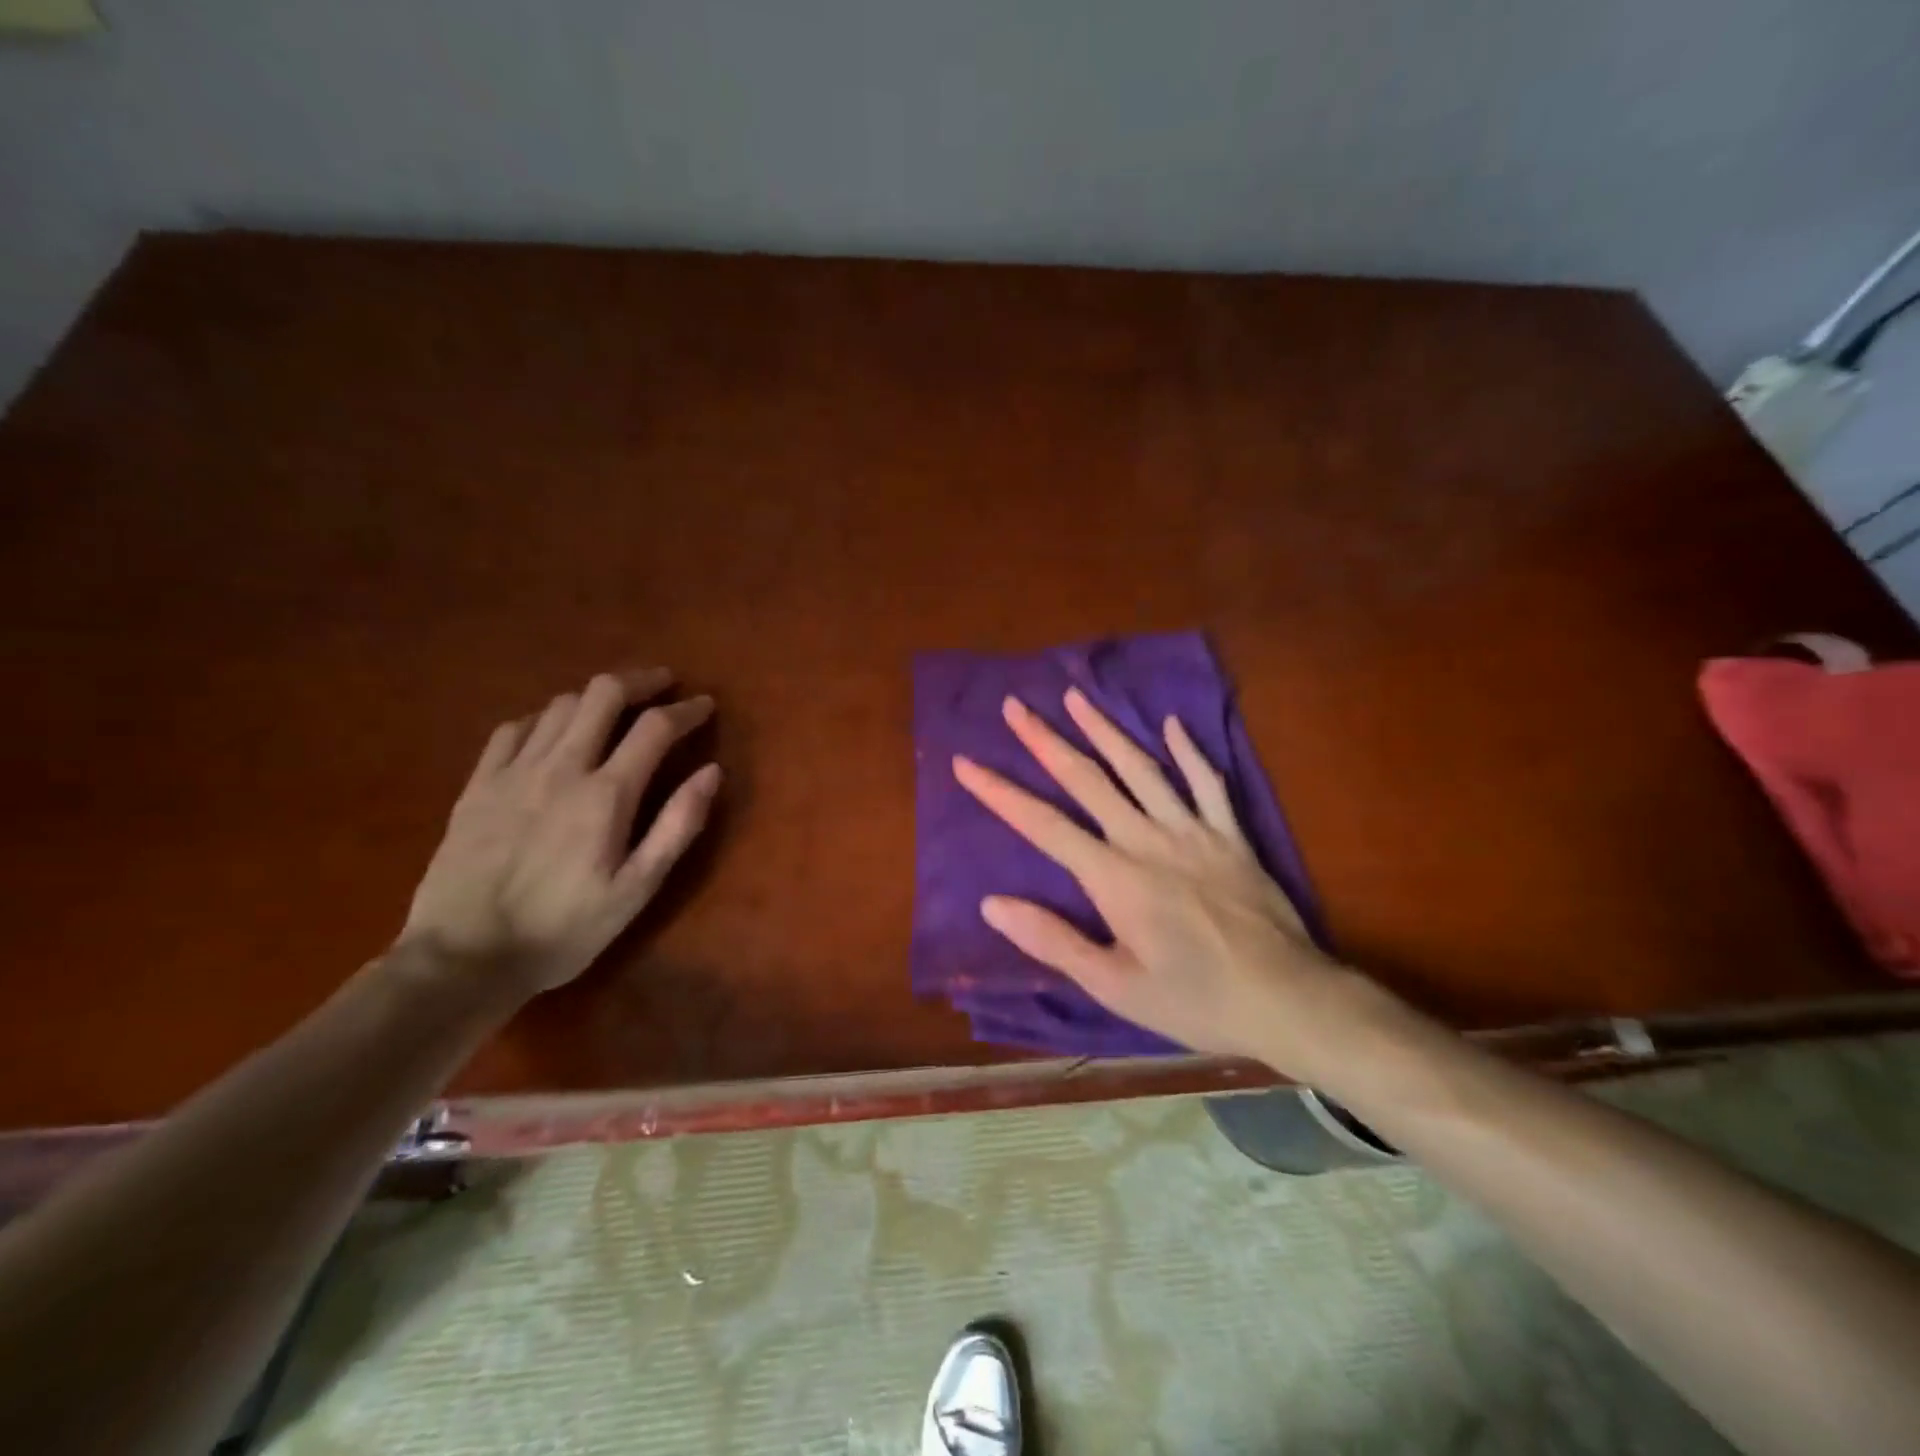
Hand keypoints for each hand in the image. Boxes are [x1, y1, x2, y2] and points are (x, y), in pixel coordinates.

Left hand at [402, 668, 719, 996]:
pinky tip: (553, 732)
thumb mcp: (637, 890)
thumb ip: (677, 826)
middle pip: (602, 694)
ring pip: (560, 705)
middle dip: (640, 681)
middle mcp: (561, 767)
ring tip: (616, 707)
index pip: (655, 728)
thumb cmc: (564, 930)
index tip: (705, 706)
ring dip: (596, 697)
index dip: (686, 710)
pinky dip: (545, 718)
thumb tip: (712, 772)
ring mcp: (513, 771)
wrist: (463, 959)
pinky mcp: (478, 785)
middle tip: (663, 685)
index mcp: (606, 794)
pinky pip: (514, 728)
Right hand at [952, 688, 1352, 1070]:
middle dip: (1046, 741)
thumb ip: (1053, 940)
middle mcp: (1147, 839)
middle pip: (1087, 780)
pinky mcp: (1231, 835)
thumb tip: (992, 904)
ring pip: (1142, 768)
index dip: (1000, 793)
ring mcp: (1193, 831)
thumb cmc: (1194, 1000)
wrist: (1288, 1000)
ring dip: (1105, 729)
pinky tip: (1172, 724)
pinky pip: (1208, 783)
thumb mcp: (1114, 985)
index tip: (966, 763)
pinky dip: (1189, 752)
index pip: (1043, 825)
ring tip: (1076, 696)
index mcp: (1113, 877)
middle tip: (1016, 706)